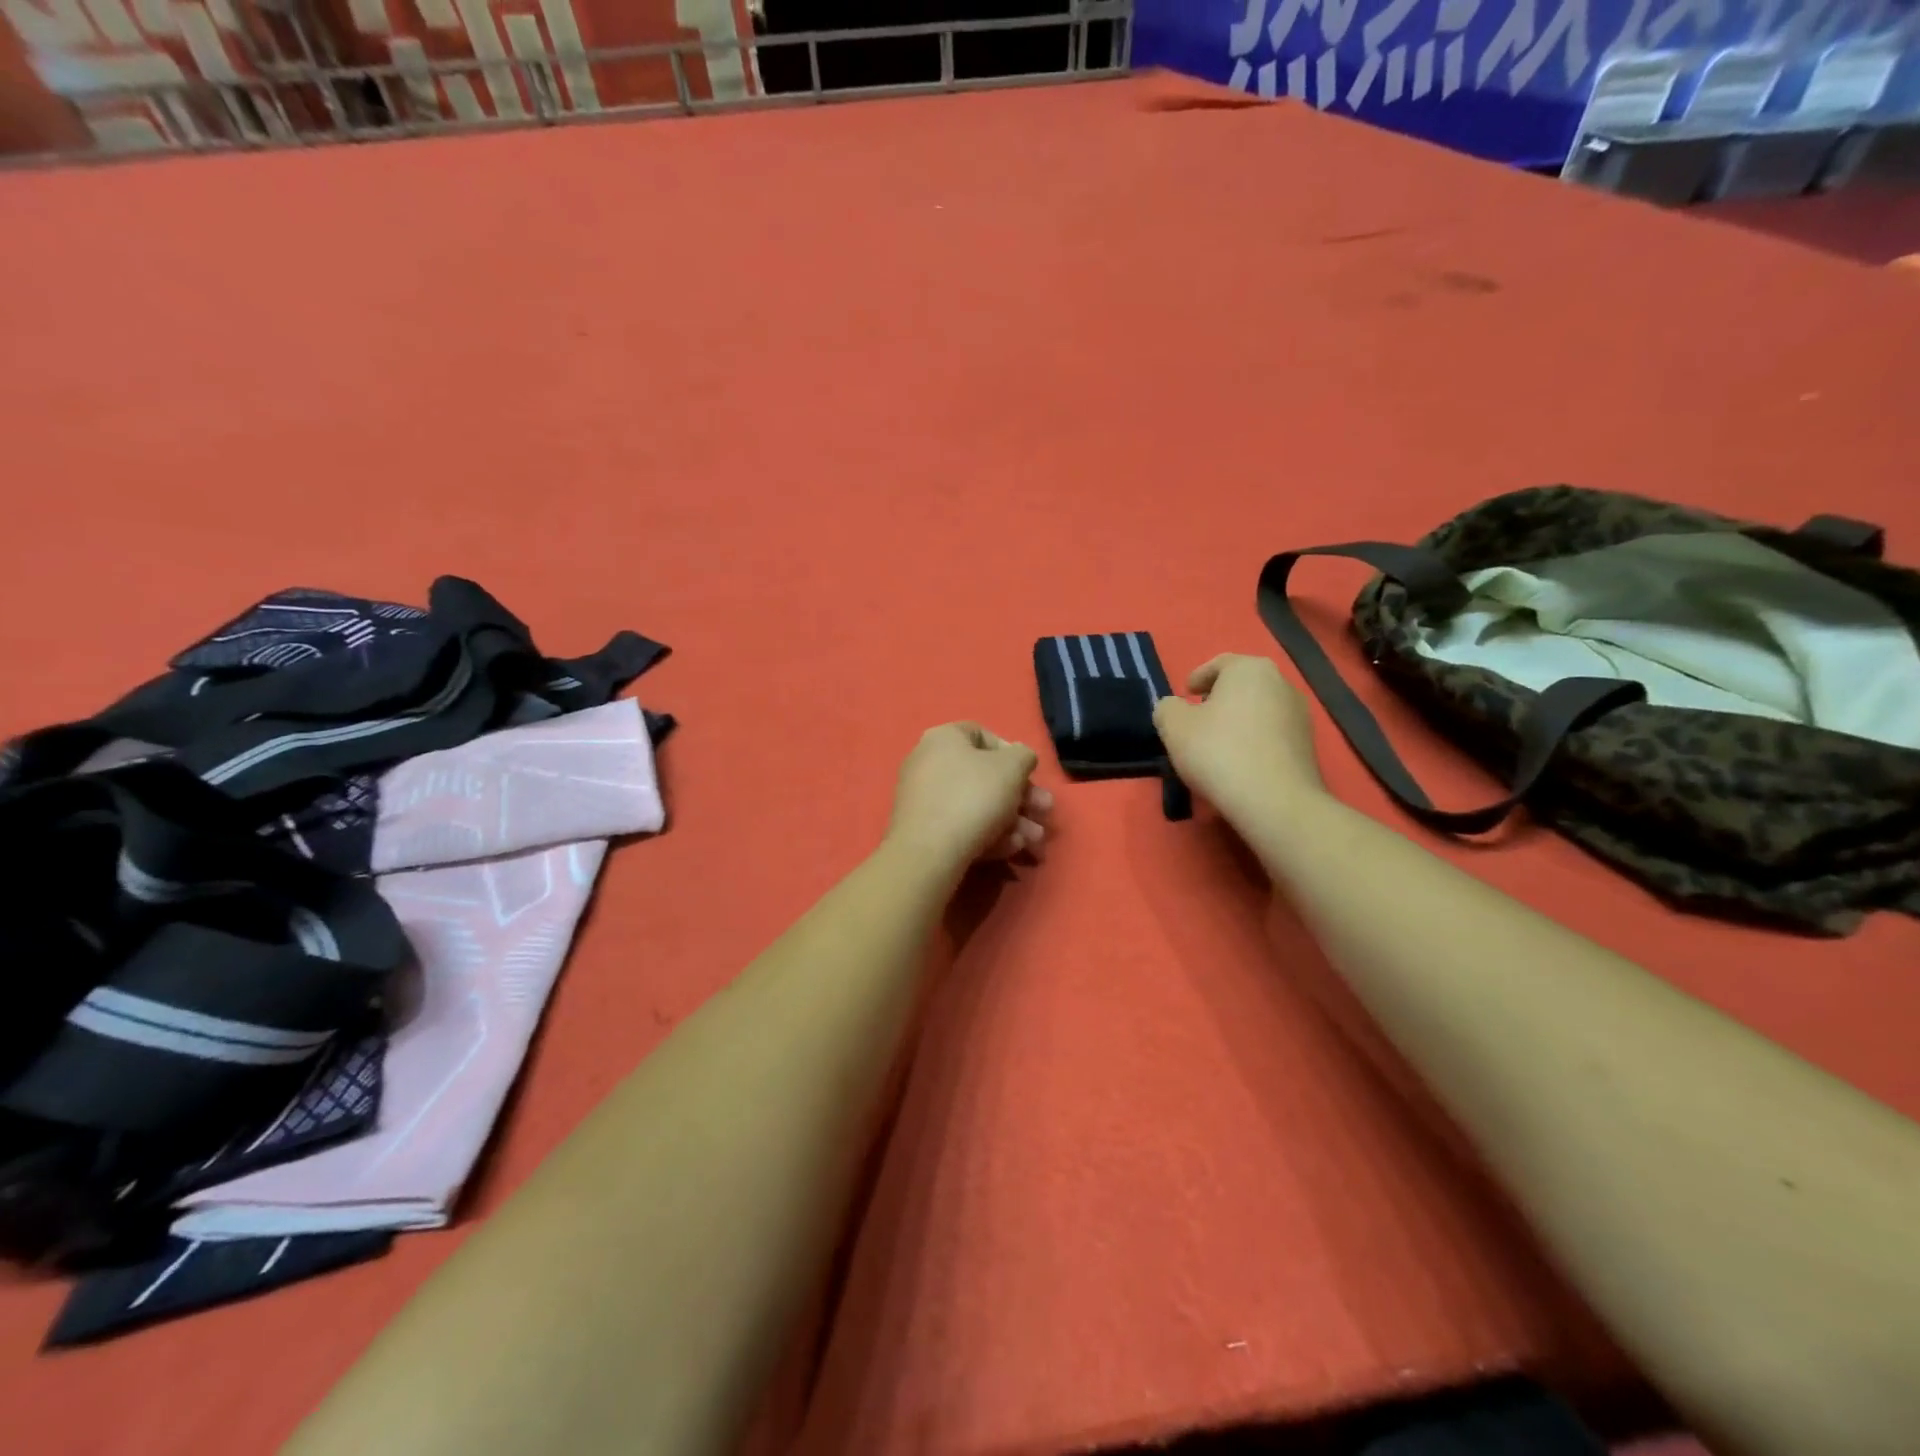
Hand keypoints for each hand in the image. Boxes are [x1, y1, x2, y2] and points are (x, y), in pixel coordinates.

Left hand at [886, 723, 1051, 872]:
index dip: (1011, 752)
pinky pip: (962, 826)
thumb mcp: (1011, 768)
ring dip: (1013, 821)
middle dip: (1021, 796)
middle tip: (1044, 812)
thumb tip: (1020, 758)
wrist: (929, 852)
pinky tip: (1012, 849)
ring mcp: (923, 799)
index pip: (982, 735)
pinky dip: (989, 834)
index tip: (1029, 773)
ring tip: (1035, 840)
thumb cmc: (974, 796)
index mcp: (943, 739)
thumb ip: (1024, 756)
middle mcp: (928, 763)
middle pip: (984, 776)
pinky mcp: (924, 831)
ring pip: (977, 805)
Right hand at [1153, 654, 1325, 826]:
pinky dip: (1254, 740)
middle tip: (1198, 719)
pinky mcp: (1308, 745)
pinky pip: (1272, 733)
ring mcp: (1300, 714)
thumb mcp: (1174, 727)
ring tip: (1217, 745)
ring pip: (1258, 709)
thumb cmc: (1218, 752)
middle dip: (1219, 699)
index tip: (1185, 695)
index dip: (1197, 678)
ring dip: (1238, 720)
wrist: (1274, 801)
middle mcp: (1281, 683)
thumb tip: (1174, 708)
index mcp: (1249, 669)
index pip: (1218, 664)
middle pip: (1242, 685)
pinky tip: (1239, 762)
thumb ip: (1166, 708)